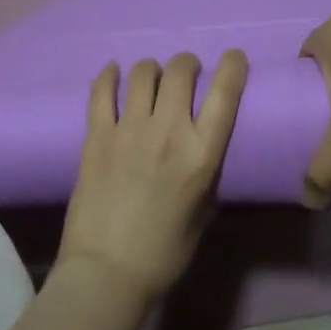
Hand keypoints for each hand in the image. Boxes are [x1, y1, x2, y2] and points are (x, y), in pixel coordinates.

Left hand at [59, 52, 248, 303]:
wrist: (107, 272)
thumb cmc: (163, 253)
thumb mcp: (203, 214)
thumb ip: (206, 176)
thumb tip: (202, 153)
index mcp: (202, 155)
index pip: (225, 93)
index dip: (233, 66)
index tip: (234, 57)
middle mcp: (169, 132)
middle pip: (181, 71)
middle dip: (188, 64)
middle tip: (187, 73)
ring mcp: (129, 130)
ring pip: (143, 73)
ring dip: (152, 69)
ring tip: (152, 78)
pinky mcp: (96, 136)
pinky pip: (101, 92)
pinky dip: (109, 76)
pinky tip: (113, 73)